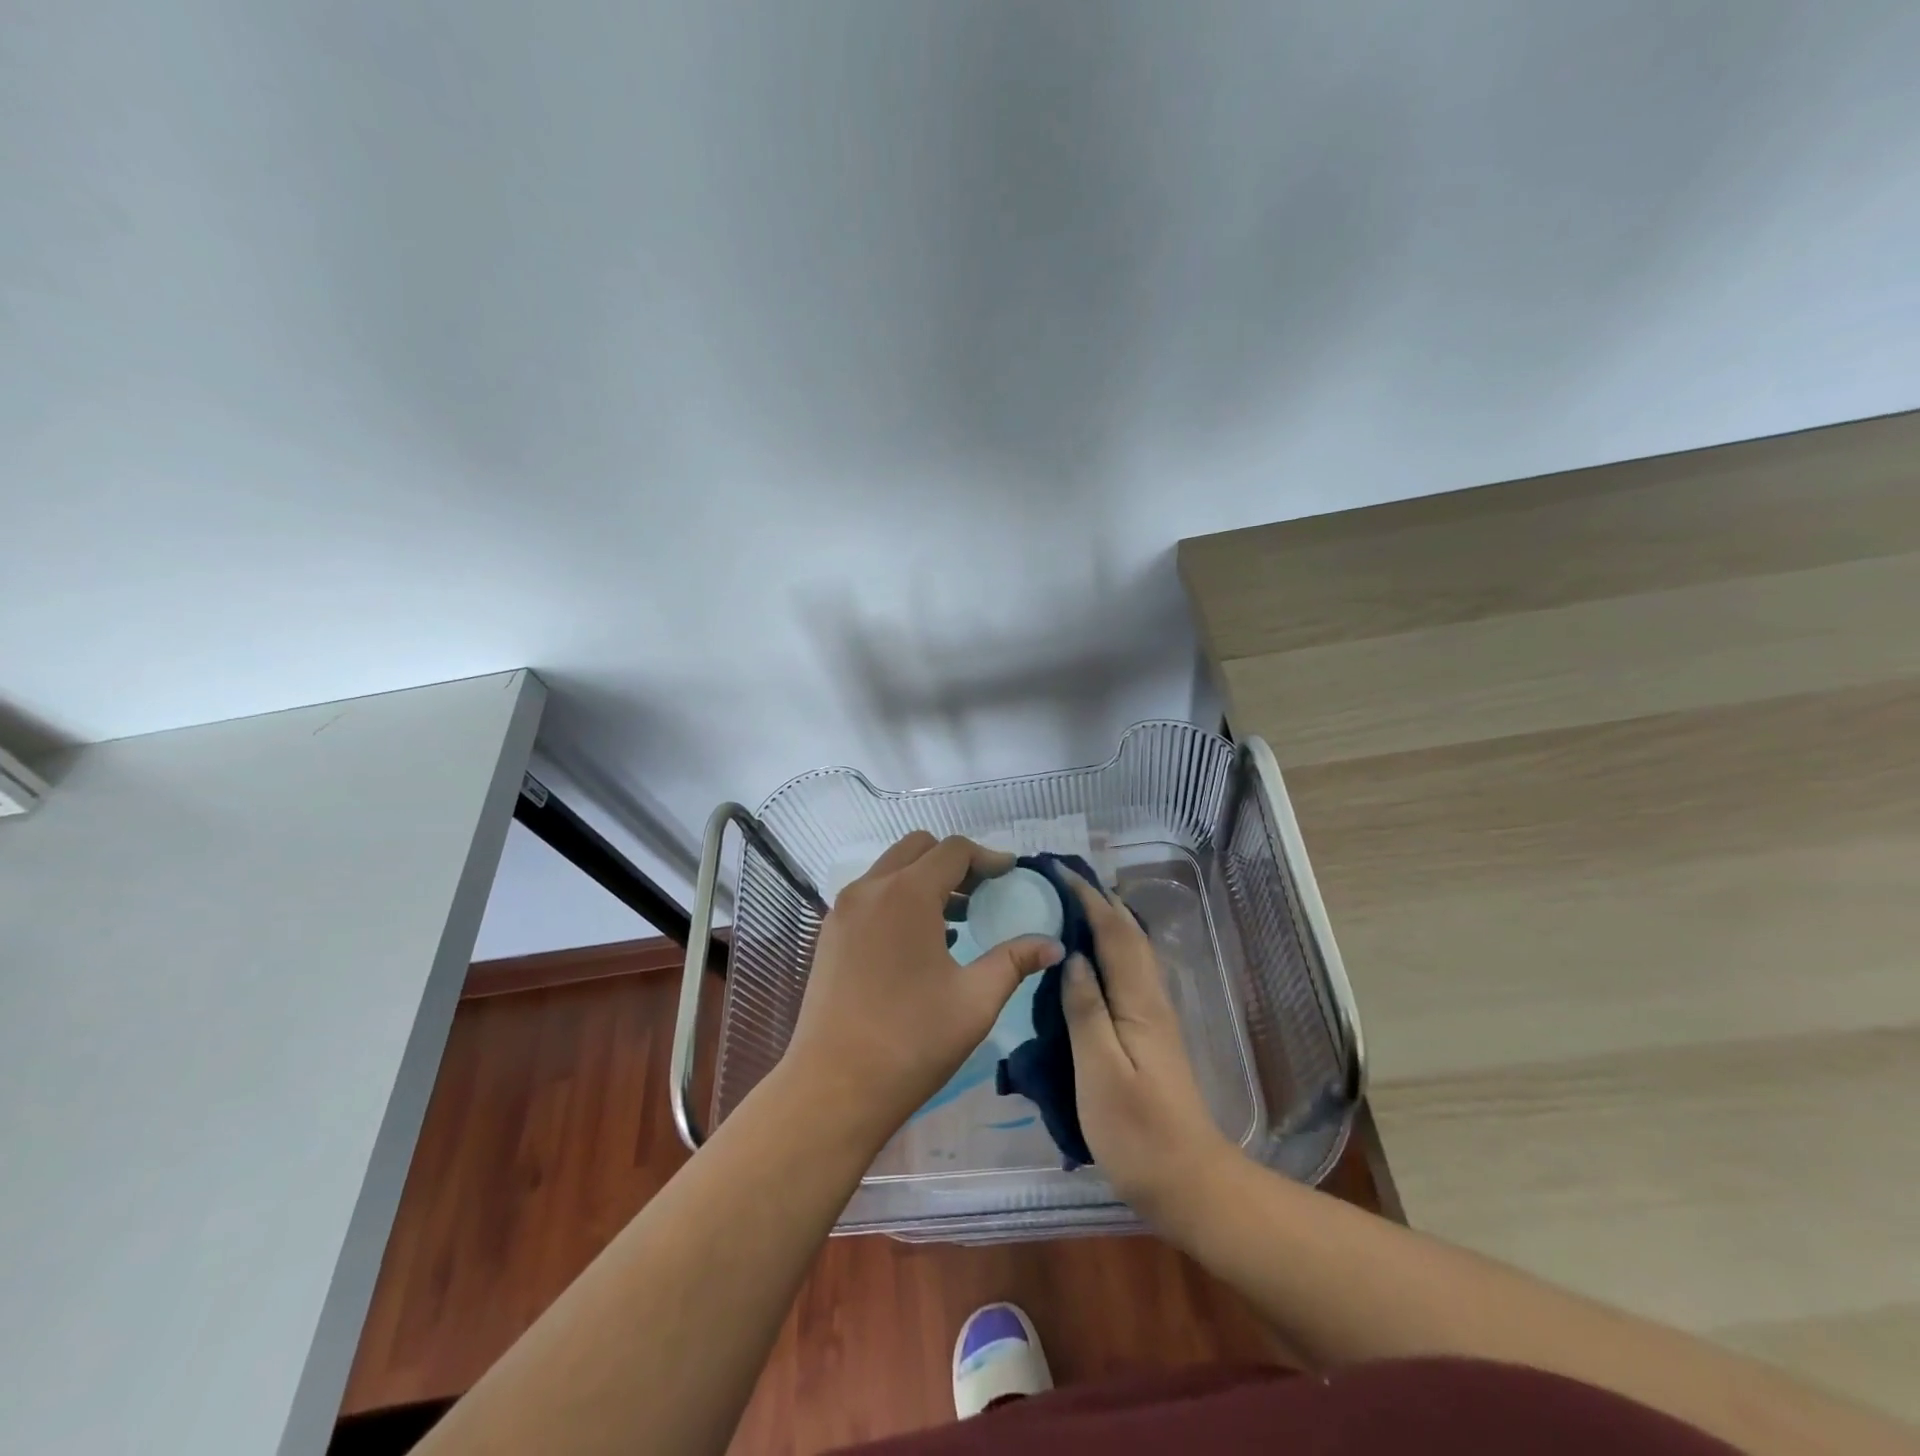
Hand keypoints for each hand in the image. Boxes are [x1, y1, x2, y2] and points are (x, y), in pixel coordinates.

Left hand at [784, 832, 1062, 1145]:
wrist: (833, 1088)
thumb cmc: (911, 1041)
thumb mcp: (975, 1000)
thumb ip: (1015, 960)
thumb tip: (1053, 945)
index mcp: (906, 893)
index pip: (953, 850)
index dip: (988, 857)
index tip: (1011, 875)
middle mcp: (870, 889)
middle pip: (918, 848)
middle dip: (955, 862)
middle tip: (984, 893)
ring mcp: (843, 910)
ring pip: (891, 870)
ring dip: (926, 880)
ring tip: (959, 919)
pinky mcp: (829, 934)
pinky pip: (871, 896)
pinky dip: (899, 899)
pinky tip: (922, 942)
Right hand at [1059, 875, 1238, 1225]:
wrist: (1190, 1184)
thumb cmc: (1138, 1133)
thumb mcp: (1100, 1072)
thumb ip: (1085, 1011)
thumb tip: (1072, 956)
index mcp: (1138, 1002)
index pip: (1112, 933)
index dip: (1086, 898)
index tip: (1057, 870)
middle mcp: (1151, 999)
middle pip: (1127, 934)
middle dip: (1098, 899)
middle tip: (1060, 878)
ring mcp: (1154, 1017)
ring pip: (1131, 951)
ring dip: (1105, 919)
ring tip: (1071, 904)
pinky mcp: (1151, 1035)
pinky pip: (1127, 972)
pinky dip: (1109, 948)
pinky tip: (1090, 958)